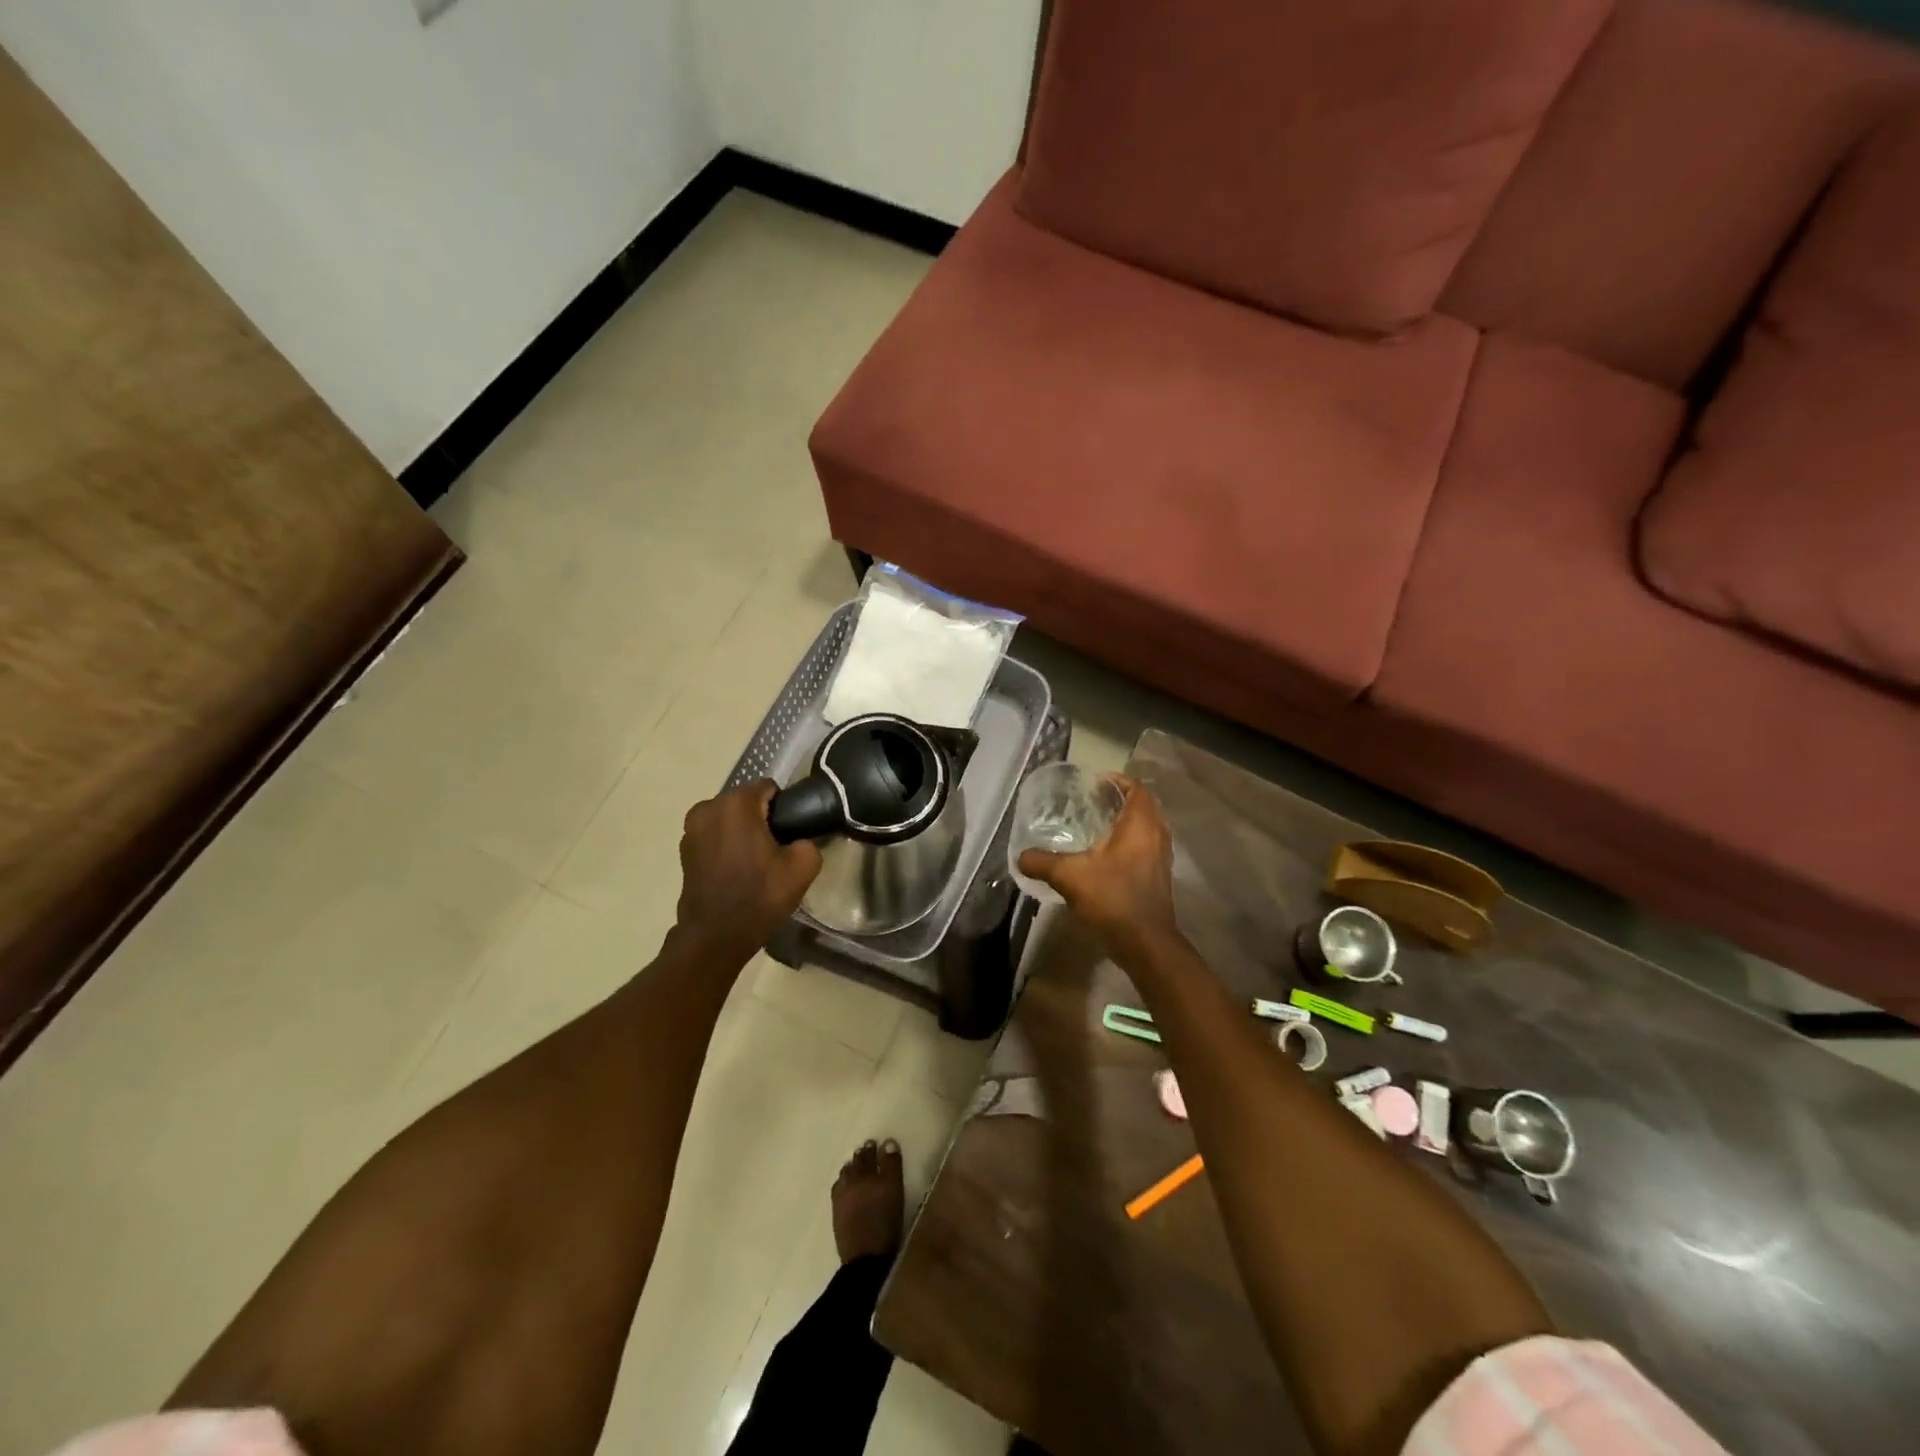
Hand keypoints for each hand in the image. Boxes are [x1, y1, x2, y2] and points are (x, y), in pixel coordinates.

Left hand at [675, 781, 822, 961]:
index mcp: (736, 804)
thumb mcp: (803, 867)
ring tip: (755, 862)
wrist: (715, 936)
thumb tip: (799, 840)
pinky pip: (714, 836)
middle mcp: (708, 807)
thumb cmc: (759, 896)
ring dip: (742, 832)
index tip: (789, 834)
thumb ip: (808, 841)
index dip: (784, 809)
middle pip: (746, 802)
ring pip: (729, 819)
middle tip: (775, 851)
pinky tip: (736, 871)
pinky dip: (725, 845)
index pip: (769, 788)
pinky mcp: (684, 849)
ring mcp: (691, 829)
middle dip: (761, 819)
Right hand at [1017, 776, 1177, 952]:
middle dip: (1121, 799)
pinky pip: (1147, 846)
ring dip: (1128, 821)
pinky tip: (1106, 855)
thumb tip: (1021, 856)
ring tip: (1098, 824)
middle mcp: (1156, 836)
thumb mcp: (1070, 877)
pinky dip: (1130, 841)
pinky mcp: (1159, 877)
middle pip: (1144, 806)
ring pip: (1147, 828)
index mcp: (1140, 826)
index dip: (1119, 780)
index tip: (1096, 782)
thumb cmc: (1112, 899)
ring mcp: (1161, 858)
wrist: (1146, 943)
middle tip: (1094, 800)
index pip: (1137, 789)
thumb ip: (1043, 862)